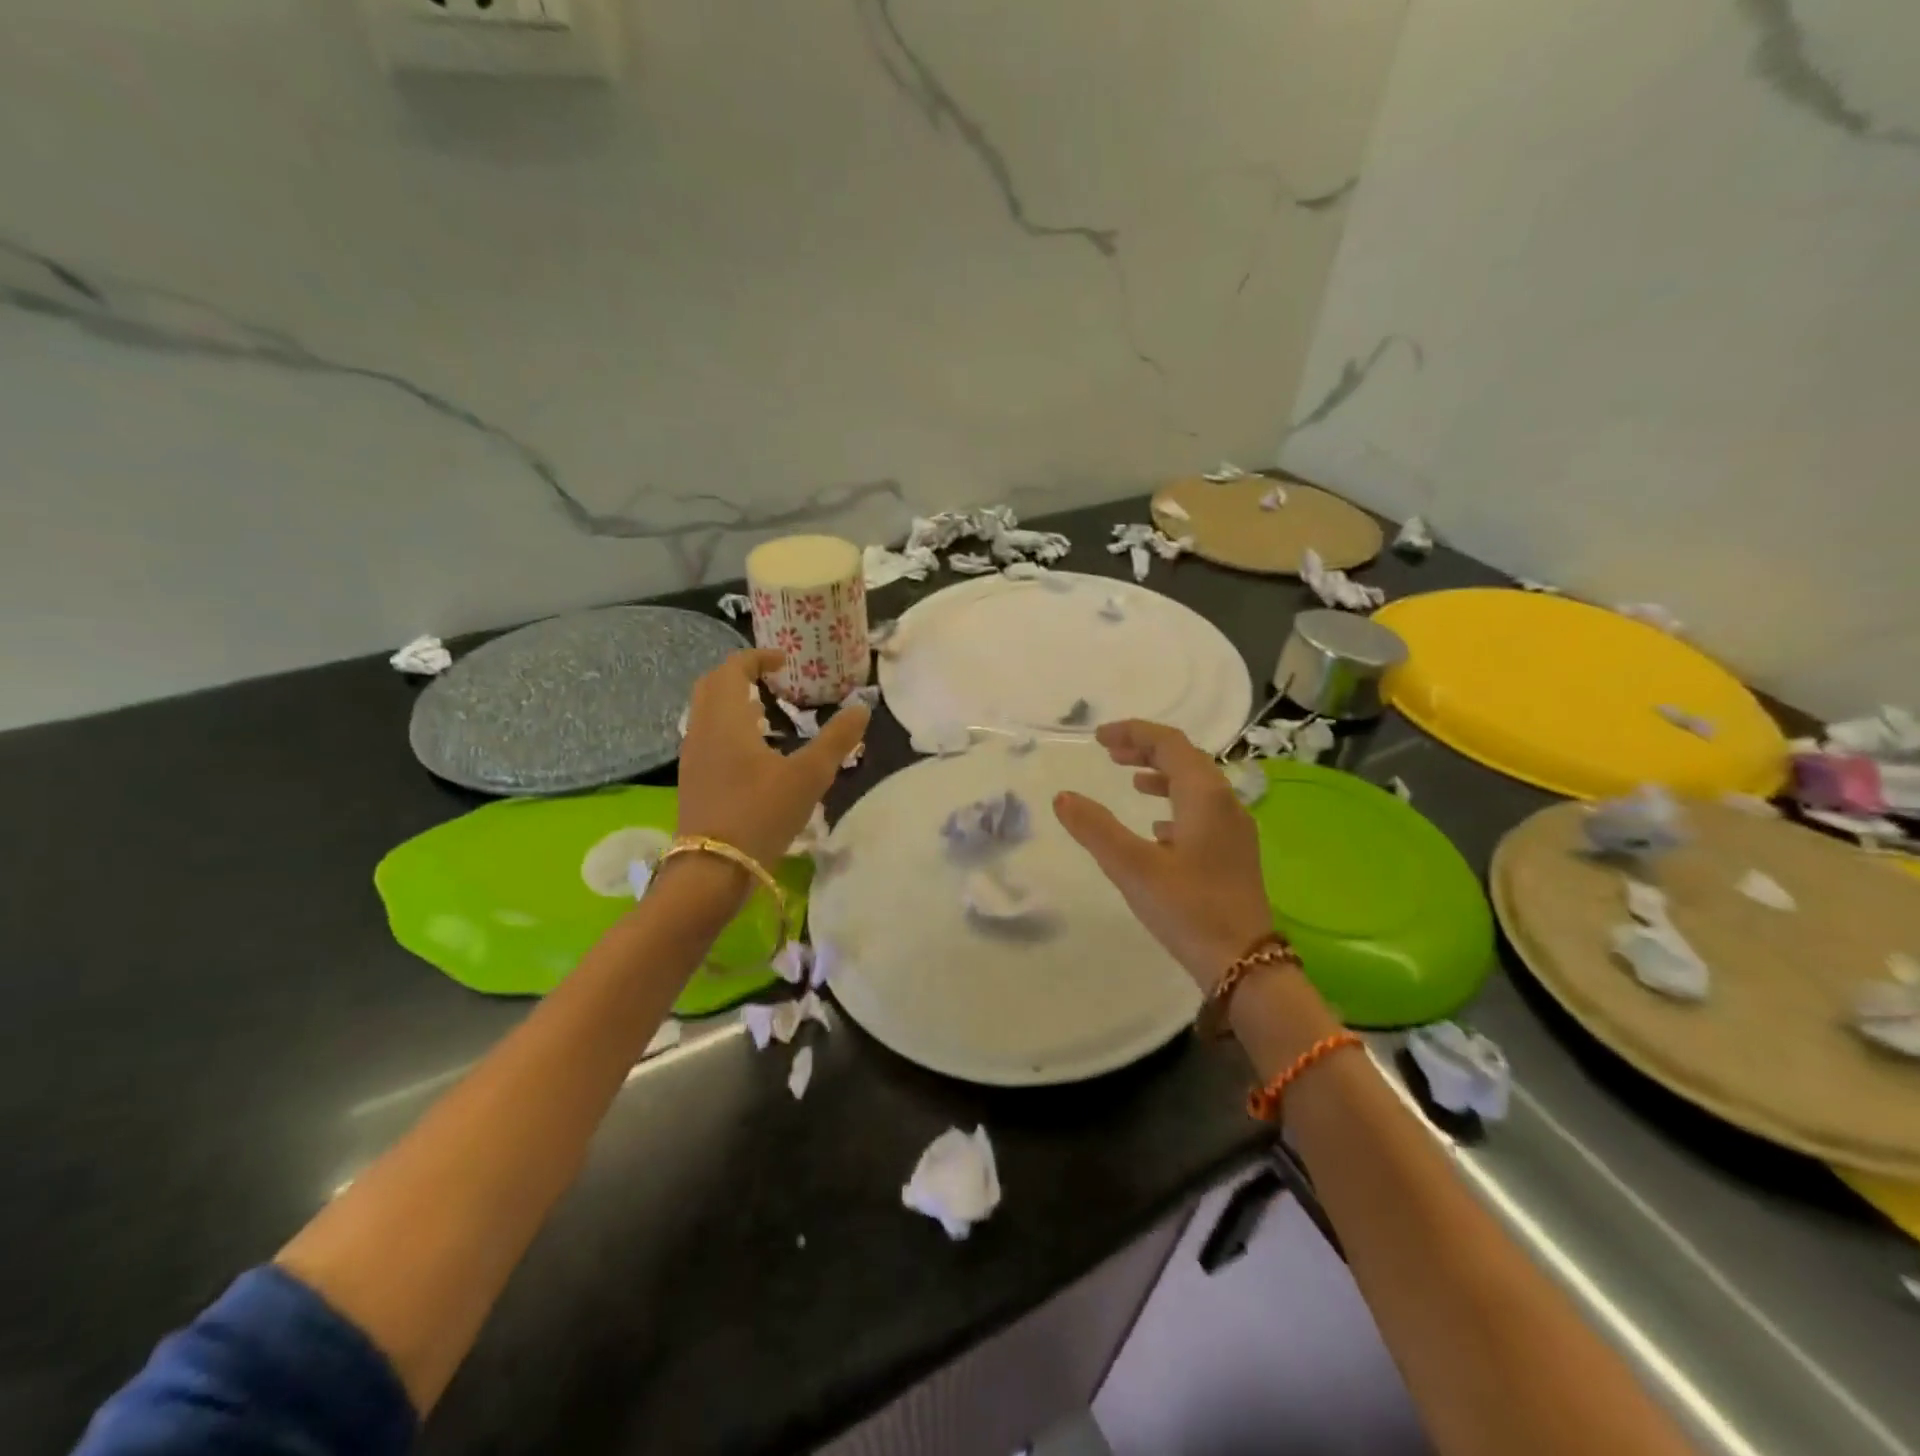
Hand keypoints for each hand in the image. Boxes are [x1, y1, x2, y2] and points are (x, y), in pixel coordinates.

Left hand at [675, 650, 869, 871]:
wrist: (712, 870)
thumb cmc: (760, 814)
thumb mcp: (809, 776)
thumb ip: (837, 739)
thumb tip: (862, 707)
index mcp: (726, 718)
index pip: (733, 668)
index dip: (758, 657)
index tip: (785, 661)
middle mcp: (702, 729)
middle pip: (713, 685)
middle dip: (741, 674)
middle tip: (774, 681)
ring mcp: (693, 756)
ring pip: (707, 712)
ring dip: (734, 702)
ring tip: (768, 713)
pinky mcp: (694, 779)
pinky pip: (708, 735)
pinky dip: (729, 727)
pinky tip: (755, 752)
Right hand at [1052, 719, 1274, 989]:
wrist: (1246, 964)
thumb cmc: (1188, 909)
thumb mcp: (1132, 867)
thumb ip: (1095, 828)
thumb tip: (1063, 797)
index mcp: (1205, 795)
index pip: (1169, 743)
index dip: (1133, 733)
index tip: (1098, 739)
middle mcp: (1225, 802)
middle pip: (1185, 758)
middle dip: (1146, 749)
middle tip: (1110, 754)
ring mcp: (1234, 829)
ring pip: (1196, 785)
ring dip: (1162, 775)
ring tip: (1132, 782)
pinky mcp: (1233, 853)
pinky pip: (1202, 811)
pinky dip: (1175, 804)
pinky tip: (1157, 827)